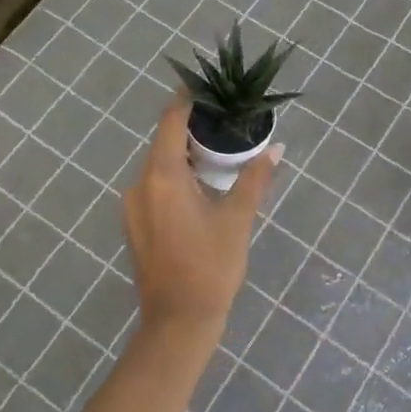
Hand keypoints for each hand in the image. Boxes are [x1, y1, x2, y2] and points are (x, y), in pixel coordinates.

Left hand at [124, 95, 282, 333]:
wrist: (178, 323)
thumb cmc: (210, 267)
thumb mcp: (238, 220)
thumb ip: (255, 179)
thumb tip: (277, 149)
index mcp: (163, 177)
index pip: (171, 121)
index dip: (188, 100)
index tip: (210, 88)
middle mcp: (140, 185)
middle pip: (164, 142)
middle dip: (193, 128)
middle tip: (227, 121)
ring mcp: (133, 206)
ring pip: (159, 165)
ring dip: (186, 155)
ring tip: (220, 152)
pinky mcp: (135, 224)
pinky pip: (155, 186)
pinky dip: (176, 177)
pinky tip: (202, 186)